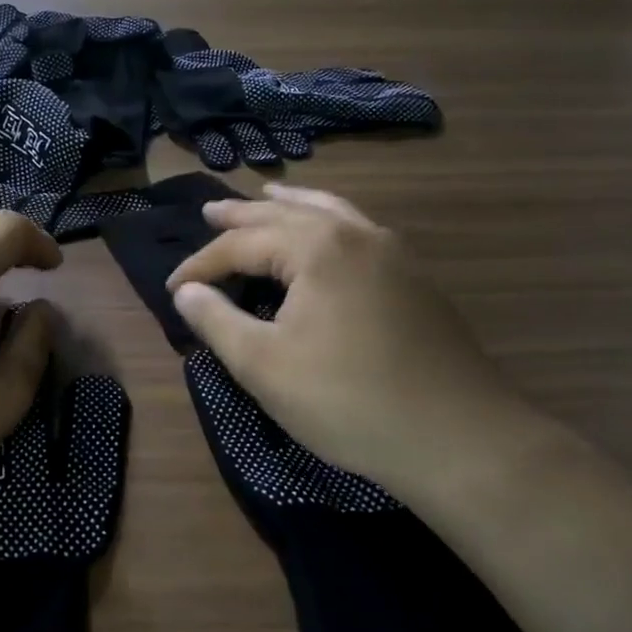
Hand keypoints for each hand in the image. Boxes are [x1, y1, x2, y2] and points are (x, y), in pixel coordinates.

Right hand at [167, 184, 538, 503]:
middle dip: (243, 215)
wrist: (459, 438)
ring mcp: (393, 253)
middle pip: (286, 214)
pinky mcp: (414, 278)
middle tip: (209, 211)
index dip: (201, 265)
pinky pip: (358, 230)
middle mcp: (355, 235)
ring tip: (268, 193)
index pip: (242, 244)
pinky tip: (327, 234)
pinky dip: (328, 221)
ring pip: (330, 212)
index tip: (173, 290)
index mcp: (316, 248)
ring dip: (290, 205)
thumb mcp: (264, 365)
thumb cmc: (348, 401)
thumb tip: (187, 292)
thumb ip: (217, 321)